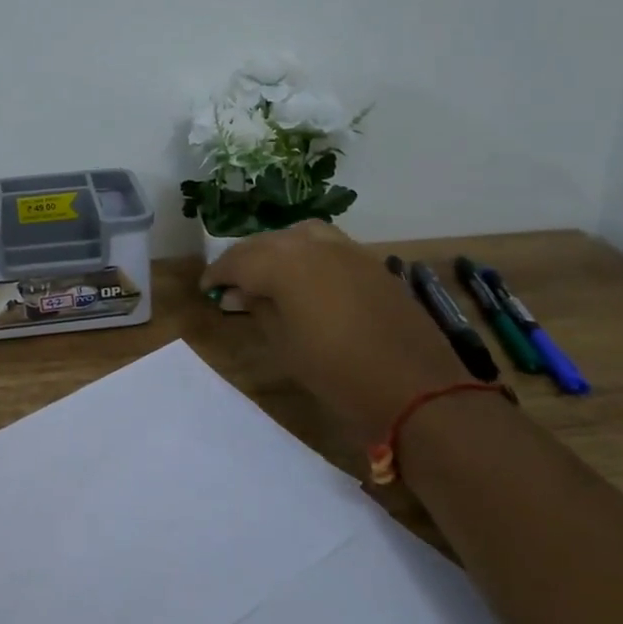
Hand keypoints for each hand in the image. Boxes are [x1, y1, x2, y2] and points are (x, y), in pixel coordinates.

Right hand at [200, 224, 466, 453]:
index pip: (238, 260)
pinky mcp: (369, 261)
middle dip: (244, 260)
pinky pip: (326, 244)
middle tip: (230, 283)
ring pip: (297, 235)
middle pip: (266, 243)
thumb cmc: (338, 373)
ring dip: (275, 249)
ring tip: (267, 274)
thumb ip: (259, 309)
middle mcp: (311, 245)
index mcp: (283, 264)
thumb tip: (240, 292)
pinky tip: (305, 277)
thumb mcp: (285, 345)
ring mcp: (345, 249)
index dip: (218, 273)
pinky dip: (305, 253)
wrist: (416, 388)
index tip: (206, 288)